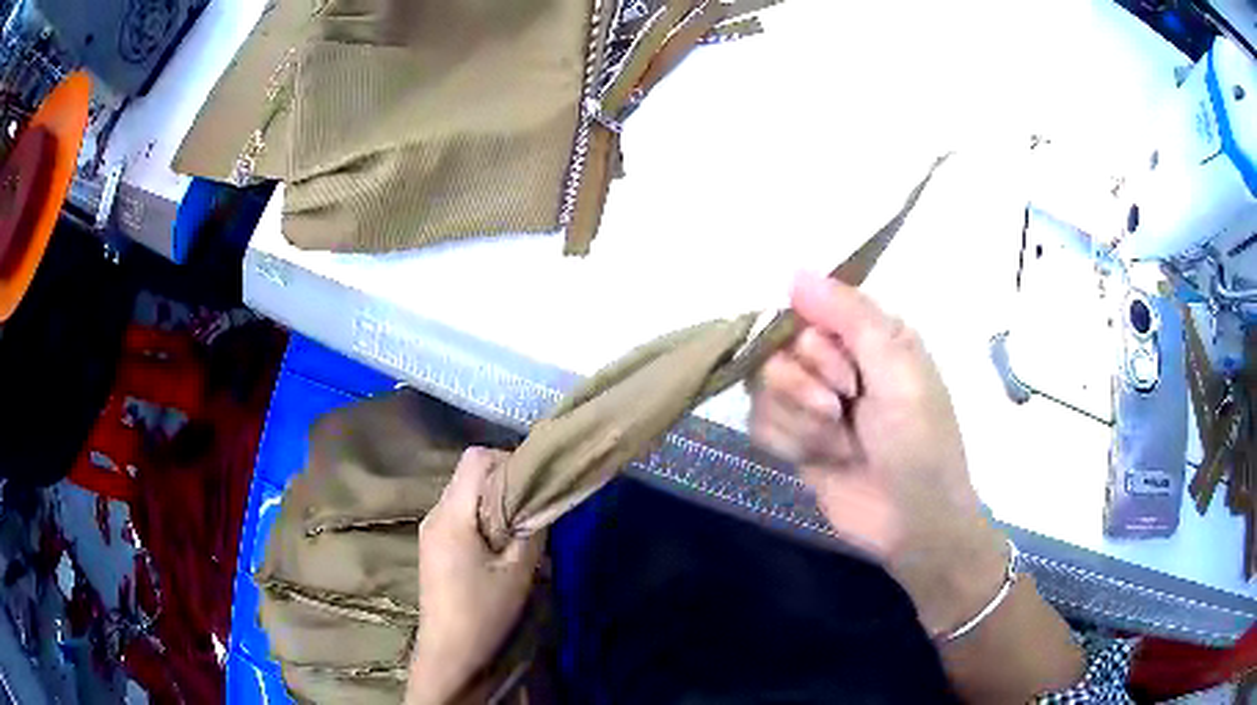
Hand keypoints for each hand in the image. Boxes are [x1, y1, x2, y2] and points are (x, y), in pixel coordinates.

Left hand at [406, 448, 544, 704]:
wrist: (450, 652)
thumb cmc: (484, 611)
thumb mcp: (518, 570)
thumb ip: (531, 528)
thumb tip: (540, 499)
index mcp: (452, 515)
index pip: (476, 458)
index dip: (508, 461)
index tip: (535, 486)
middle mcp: (435, 514)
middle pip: (470, 475)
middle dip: (504, 484)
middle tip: (533, 511)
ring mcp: (430, 531)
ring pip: (466, 495)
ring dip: (494, 504)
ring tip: (520, 532)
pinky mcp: (433, 547)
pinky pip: (460, 516)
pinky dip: (483, 520)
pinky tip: (500, 548)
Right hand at [749, 273, 1006, 636]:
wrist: (912, 521)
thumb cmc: (919, 440)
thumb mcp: (898, 371)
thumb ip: (851, 317)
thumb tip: (796, 272)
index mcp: (866, 336)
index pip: (805, 311)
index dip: (814, 344)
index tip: (845, 374)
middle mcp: (834, 362)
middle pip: (776, 350)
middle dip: (807, 386)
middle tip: (843, 409)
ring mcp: (811, 402)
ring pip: (762, 387)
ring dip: (800, 420)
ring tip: (837, 442)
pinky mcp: (794, 440)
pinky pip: (758, 423)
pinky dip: (788, 442)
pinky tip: (819, 458)